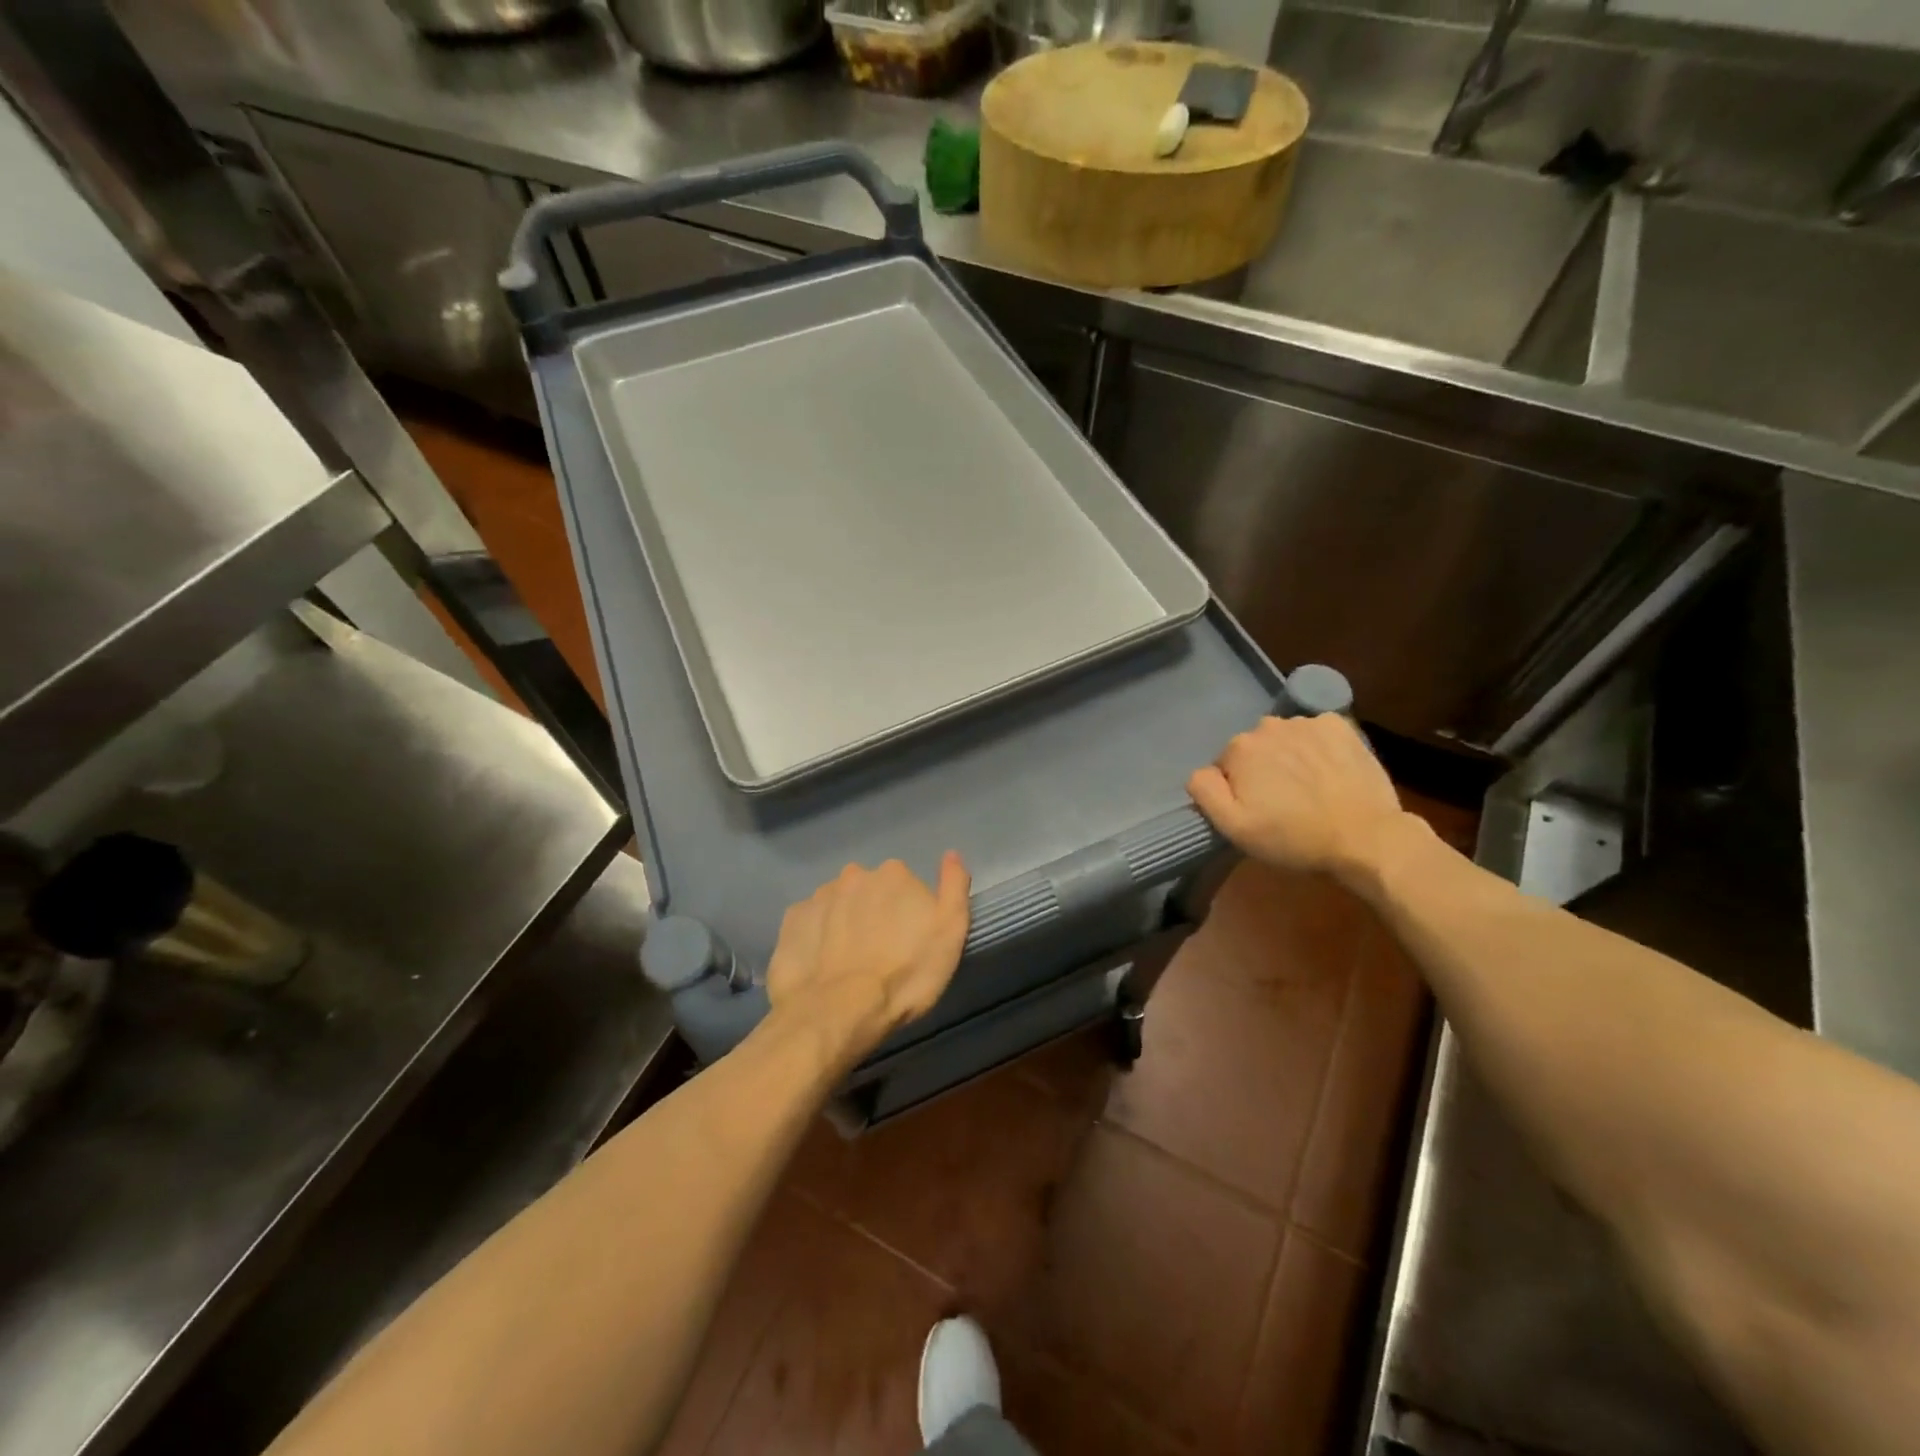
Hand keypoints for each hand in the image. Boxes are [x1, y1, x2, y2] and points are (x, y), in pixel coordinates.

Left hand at [764, 854, 971, 1061]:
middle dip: (874, 914)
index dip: (908, 913)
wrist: (837, 1012)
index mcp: (894, 874)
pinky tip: (822, 965)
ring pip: (838, 905)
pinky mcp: (791, 921)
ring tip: (849, 963)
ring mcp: (818, 896)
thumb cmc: (904, 975)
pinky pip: (810, 923)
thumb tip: (952, 854)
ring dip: (844, 924)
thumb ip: (954, 887)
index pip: (905, 885)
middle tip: (880, 953)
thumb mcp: (950, 933)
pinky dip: (816, 938)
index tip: (908, 941)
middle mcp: (854, 875)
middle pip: (869, 891)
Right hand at [1187, 714, 1416, 883]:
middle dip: (1262, 770)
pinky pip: (1315, 732)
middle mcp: (1268, 725)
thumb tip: (1201, 771)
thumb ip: (1205, 791)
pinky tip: (1328, 772)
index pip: (1225, 766)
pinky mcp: (1340, 726)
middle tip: (1283, 803)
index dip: (1237, 790)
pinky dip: (1317, 747)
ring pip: (1284, 739)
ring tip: (1309, 789)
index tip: (1257, 811)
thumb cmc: (1293, 837)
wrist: (1365, 838)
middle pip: (1254, 748)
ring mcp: (1307, 722)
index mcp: (1239, 748)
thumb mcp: (1234, 827)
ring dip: (1289, 757)